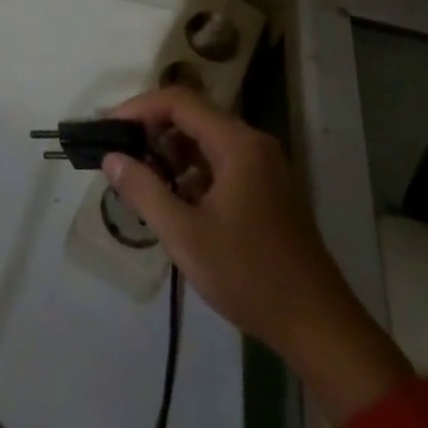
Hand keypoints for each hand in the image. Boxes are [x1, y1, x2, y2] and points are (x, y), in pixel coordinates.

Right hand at [103, 87, 412, 425]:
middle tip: (119, 154)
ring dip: (172, 153)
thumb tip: (112, 158)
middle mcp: (254, 143)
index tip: (108, 129)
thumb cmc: (249, 275)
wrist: (319, 326)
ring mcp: (265, 166)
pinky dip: (193, 171)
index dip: (138, 108)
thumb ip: (144, 190)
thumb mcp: (185, 235)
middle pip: (193, 116)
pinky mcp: (269, 189)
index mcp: (237, 143)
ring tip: (141, 180)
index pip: (178, 101)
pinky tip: (176, 202)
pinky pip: (222, 162)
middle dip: (152, 131)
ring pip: (207, 141)